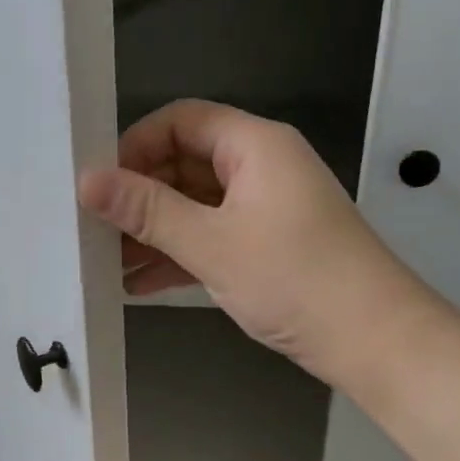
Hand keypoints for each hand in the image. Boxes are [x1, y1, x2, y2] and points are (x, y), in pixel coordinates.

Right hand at [78, 99, 429, 391]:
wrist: (372, 339)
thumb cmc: (294, 278)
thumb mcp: (212, 243)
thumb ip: (147, 211)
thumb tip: (87, 181)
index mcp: (255, 145)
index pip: (181, 121)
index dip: (135, 145)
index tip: (99, 185)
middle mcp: (261, 168)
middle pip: (185, 164)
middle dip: (139, 197)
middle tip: (92, 229)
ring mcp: (265, 210)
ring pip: (195, 207)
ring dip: (154, 233)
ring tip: (106, 264)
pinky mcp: (267, 248)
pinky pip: (212, 239)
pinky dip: (178, 256)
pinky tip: (138, 284)